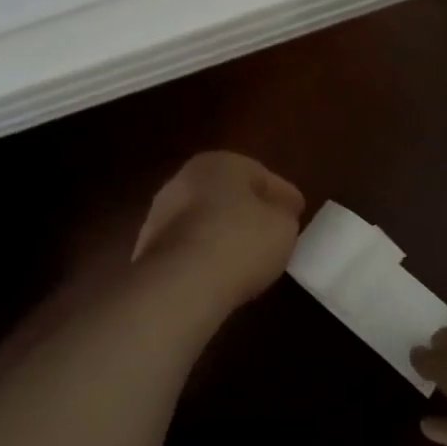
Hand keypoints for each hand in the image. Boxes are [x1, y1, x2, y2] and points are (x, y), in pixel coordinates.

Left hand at [132, 152, 305, 316]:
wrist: (181, 282)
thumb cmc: (241, 242)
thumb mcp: (283, 226)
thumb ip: (283, 214)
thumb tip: (276, 213)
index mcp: (220, 163)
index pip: (260, 174)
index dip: (282, 193)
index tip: (298, 211)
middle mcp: (185, 178)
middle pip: (227, 192)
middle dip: (248, 208)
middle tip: (272, 229)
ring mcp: (161, 212)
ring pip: (203, 217)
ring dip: (222, 230)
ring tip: (245, 254)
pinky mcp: (148, 246)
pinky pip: (188, 244)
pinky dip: (203, 252)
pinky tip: (218, 270)